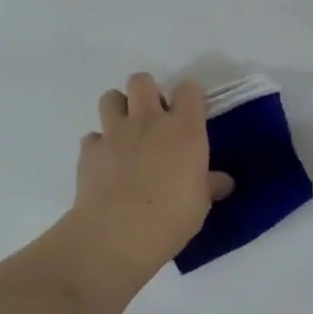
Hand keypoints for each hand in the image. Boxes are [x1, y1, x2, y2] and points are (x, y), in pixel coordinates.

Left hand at [70, 73, 232, 274]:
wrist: (119, 232)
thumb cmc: (172, 215)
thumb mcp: (201, 203)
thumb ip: (210, 185)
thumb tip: (223, 182)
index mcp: (185, 129)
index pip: (188, 89)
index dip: (188, 96)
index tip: (189, 112)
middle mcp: (149, 121)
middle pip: (142, 81)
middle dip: (146, 92)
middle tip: (153, 117)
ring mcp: (115, 133)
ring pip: (110, 97)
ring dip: (118, 109)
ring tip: (126, 132)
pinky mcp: (89, 150)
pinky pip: (92, 137)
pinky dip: (98, 146)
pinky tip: (105, 164)